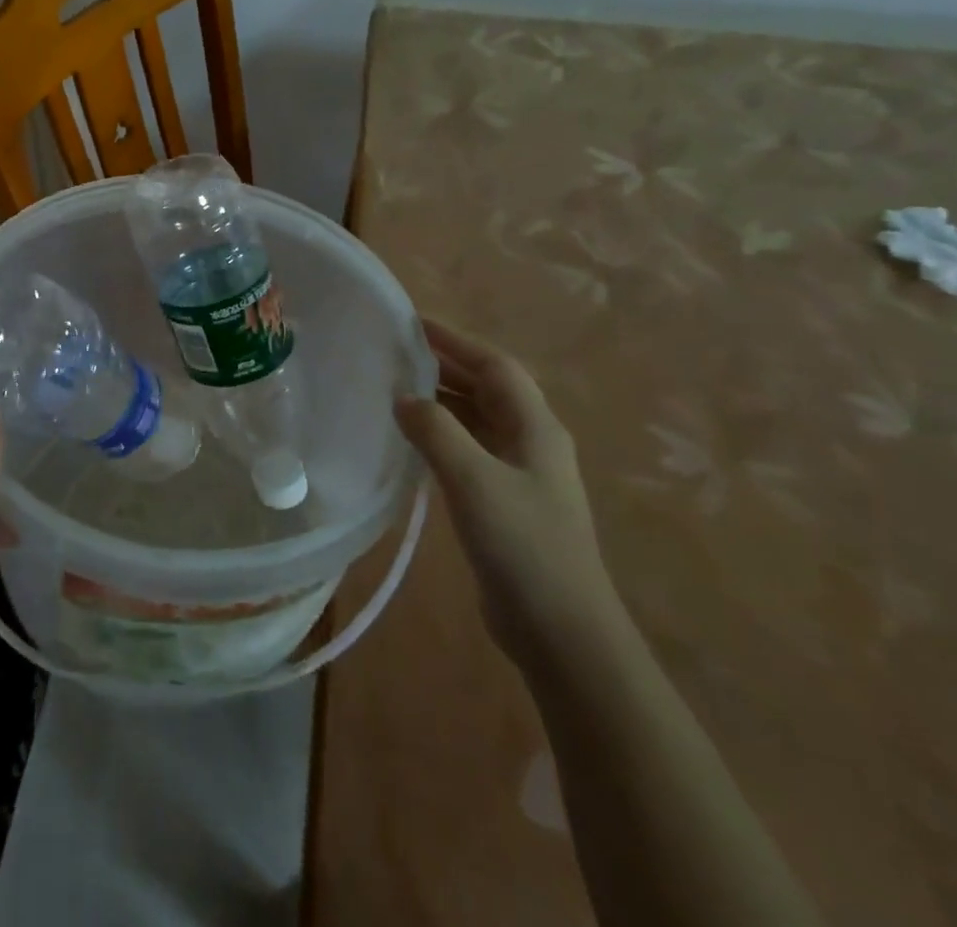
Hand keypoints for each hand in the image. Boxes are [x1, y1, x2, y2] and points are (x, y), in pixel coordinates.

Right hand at [394, 317, 624, 669]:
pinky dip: (440, 435)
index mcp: (535, 427)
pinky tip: (410, 441)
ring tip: (394, 389)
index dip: (455, 340)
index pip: (494, 365)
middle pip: (486, 388)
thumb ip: (435, 431)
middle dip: (444, 366)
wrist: (562, 633)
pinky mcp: (504, 502)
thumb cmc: (523, 546)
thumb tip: (402, 397)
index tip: (412, 323)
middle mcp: (531, 442)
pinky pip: (468, 450)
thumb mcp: (474, 480)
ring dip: (440, 400)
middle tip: (394, 353)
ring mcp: (520, 474)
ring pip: (476, 419)